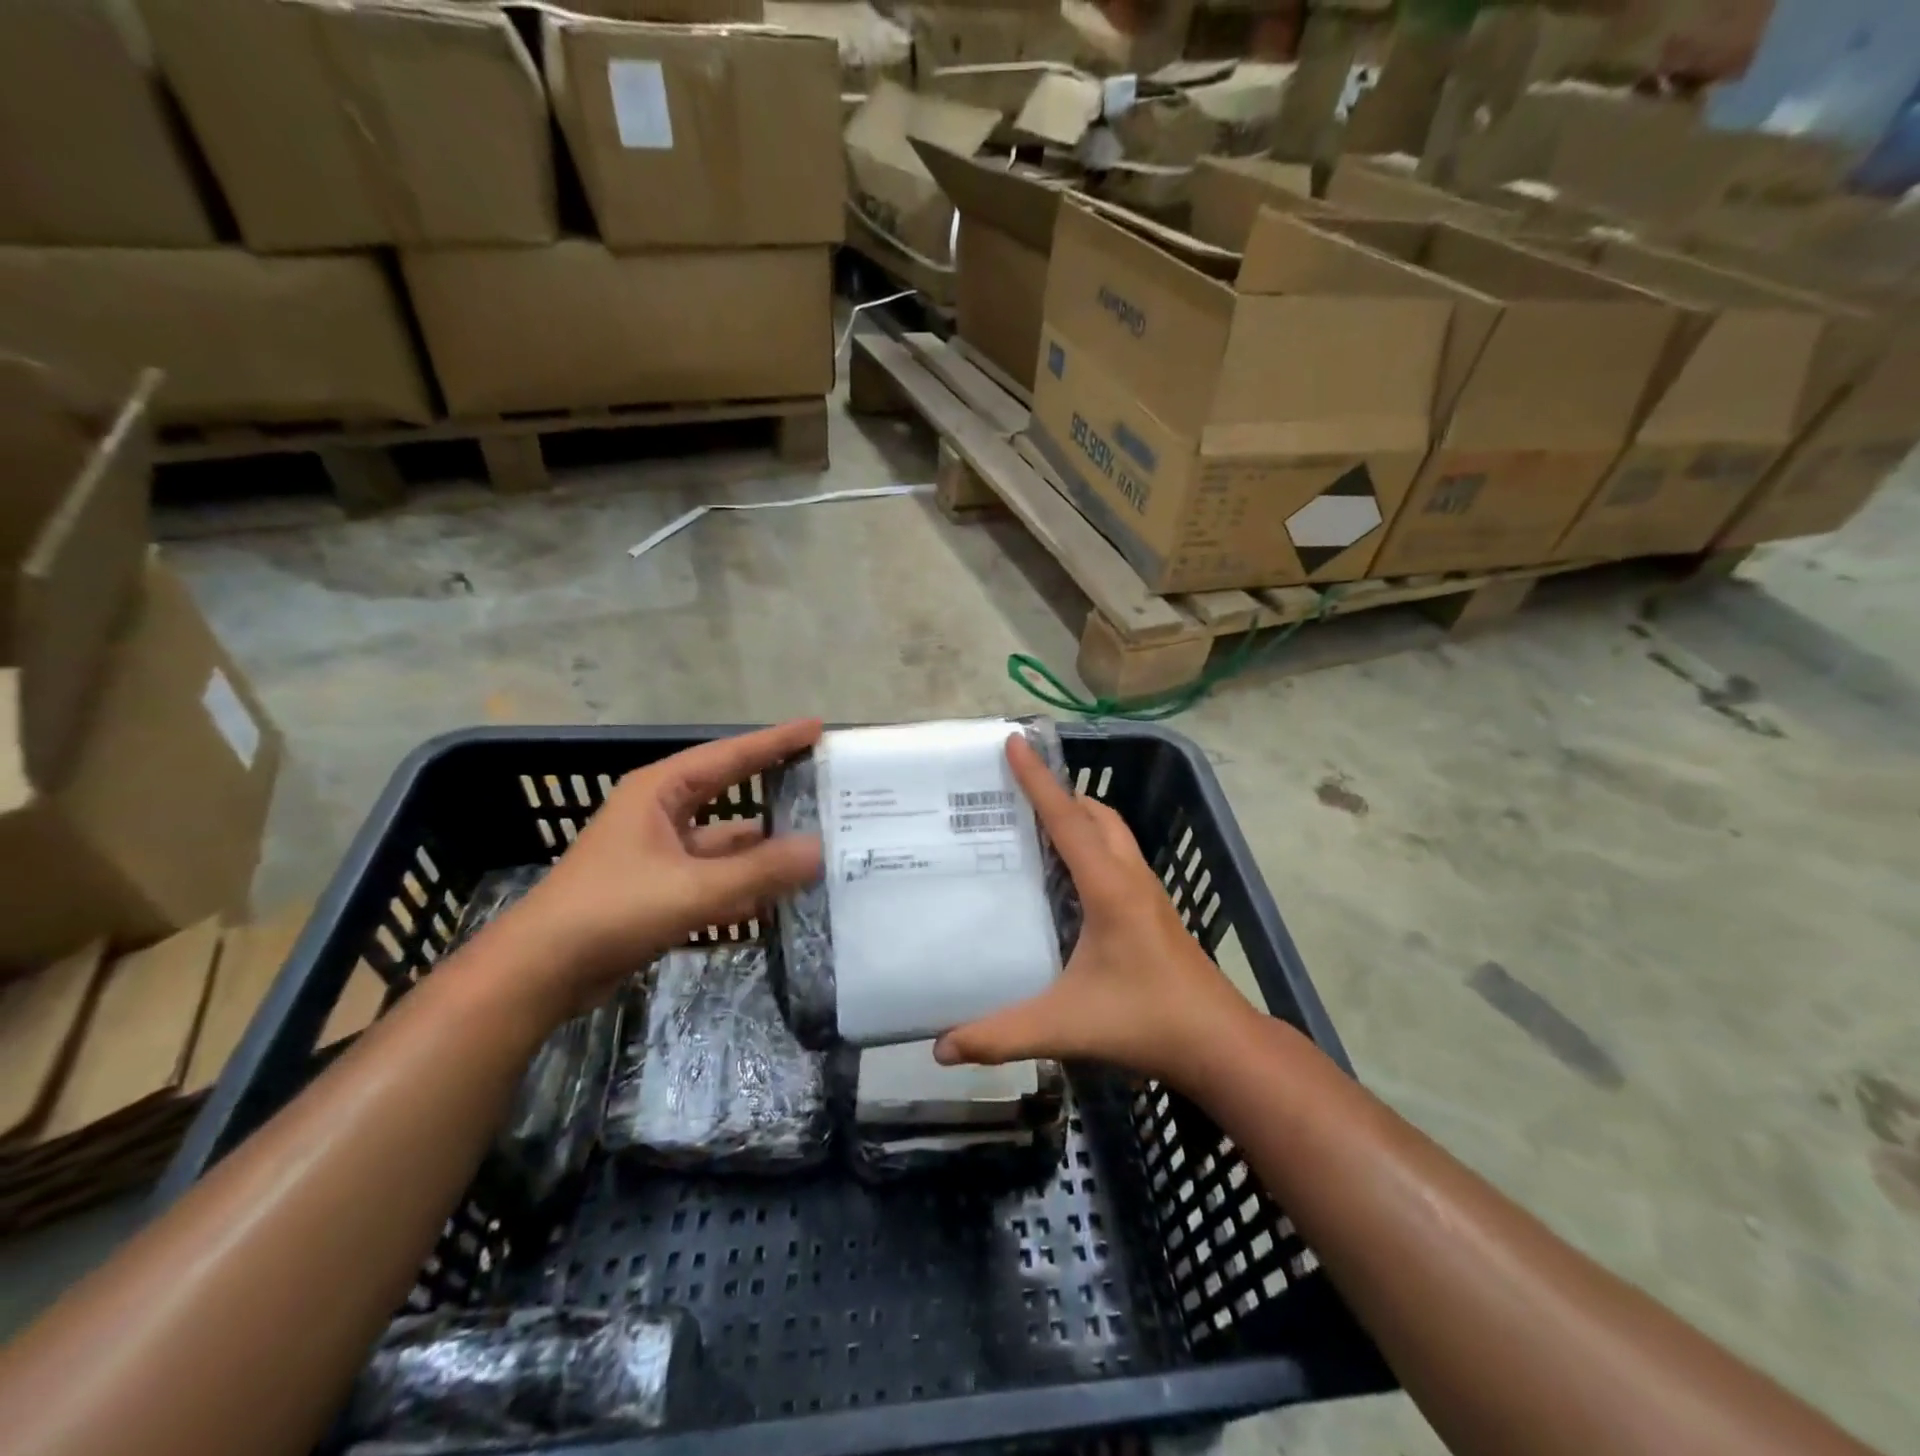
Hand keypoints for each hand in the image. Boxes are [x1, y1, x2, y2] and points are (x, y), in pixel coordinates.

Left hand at [494, 720, 823, 1016]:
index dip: (775, 741)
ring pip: (725, 845)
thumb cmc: (611, 910)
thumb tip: (820, 850)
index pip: (729, 756)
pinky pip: (714, 879)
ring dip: (764, 850)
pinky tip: (783, 899)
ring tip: (819, 849)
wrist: (540, 973)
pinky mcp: (659, 891)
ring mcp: (660, 855)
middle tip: (825, 788)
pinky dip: (744, 886)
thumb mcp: (691, 888)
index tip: (817, 729)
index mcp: (661, 792)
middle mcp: (661, 815)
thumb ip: (759, 870)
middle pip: (730, 796)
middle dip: (775, 793)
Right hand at [933, 734, 1253, 1085]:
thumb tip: (941, 1048)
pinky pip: (1118, 855)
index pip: (1067, 820)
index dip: (1038, 780)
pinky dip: (1092, 843)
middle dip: (1058, 792)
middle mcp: (1130, 877)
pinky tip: (1069, 877)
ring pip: (1112, 833)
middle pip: (1095, 814)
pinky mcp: (1154, 910)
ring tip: (1035, 826)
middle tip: (1013, 792)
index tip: (1014, 742)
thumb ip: (1001, 1035)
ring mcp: (1148, 892)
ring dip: (1079, 816)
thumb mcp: (1065, 1026)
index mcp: (1109, 887)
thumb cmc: (1145, 1021)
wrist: (1218, 1044)